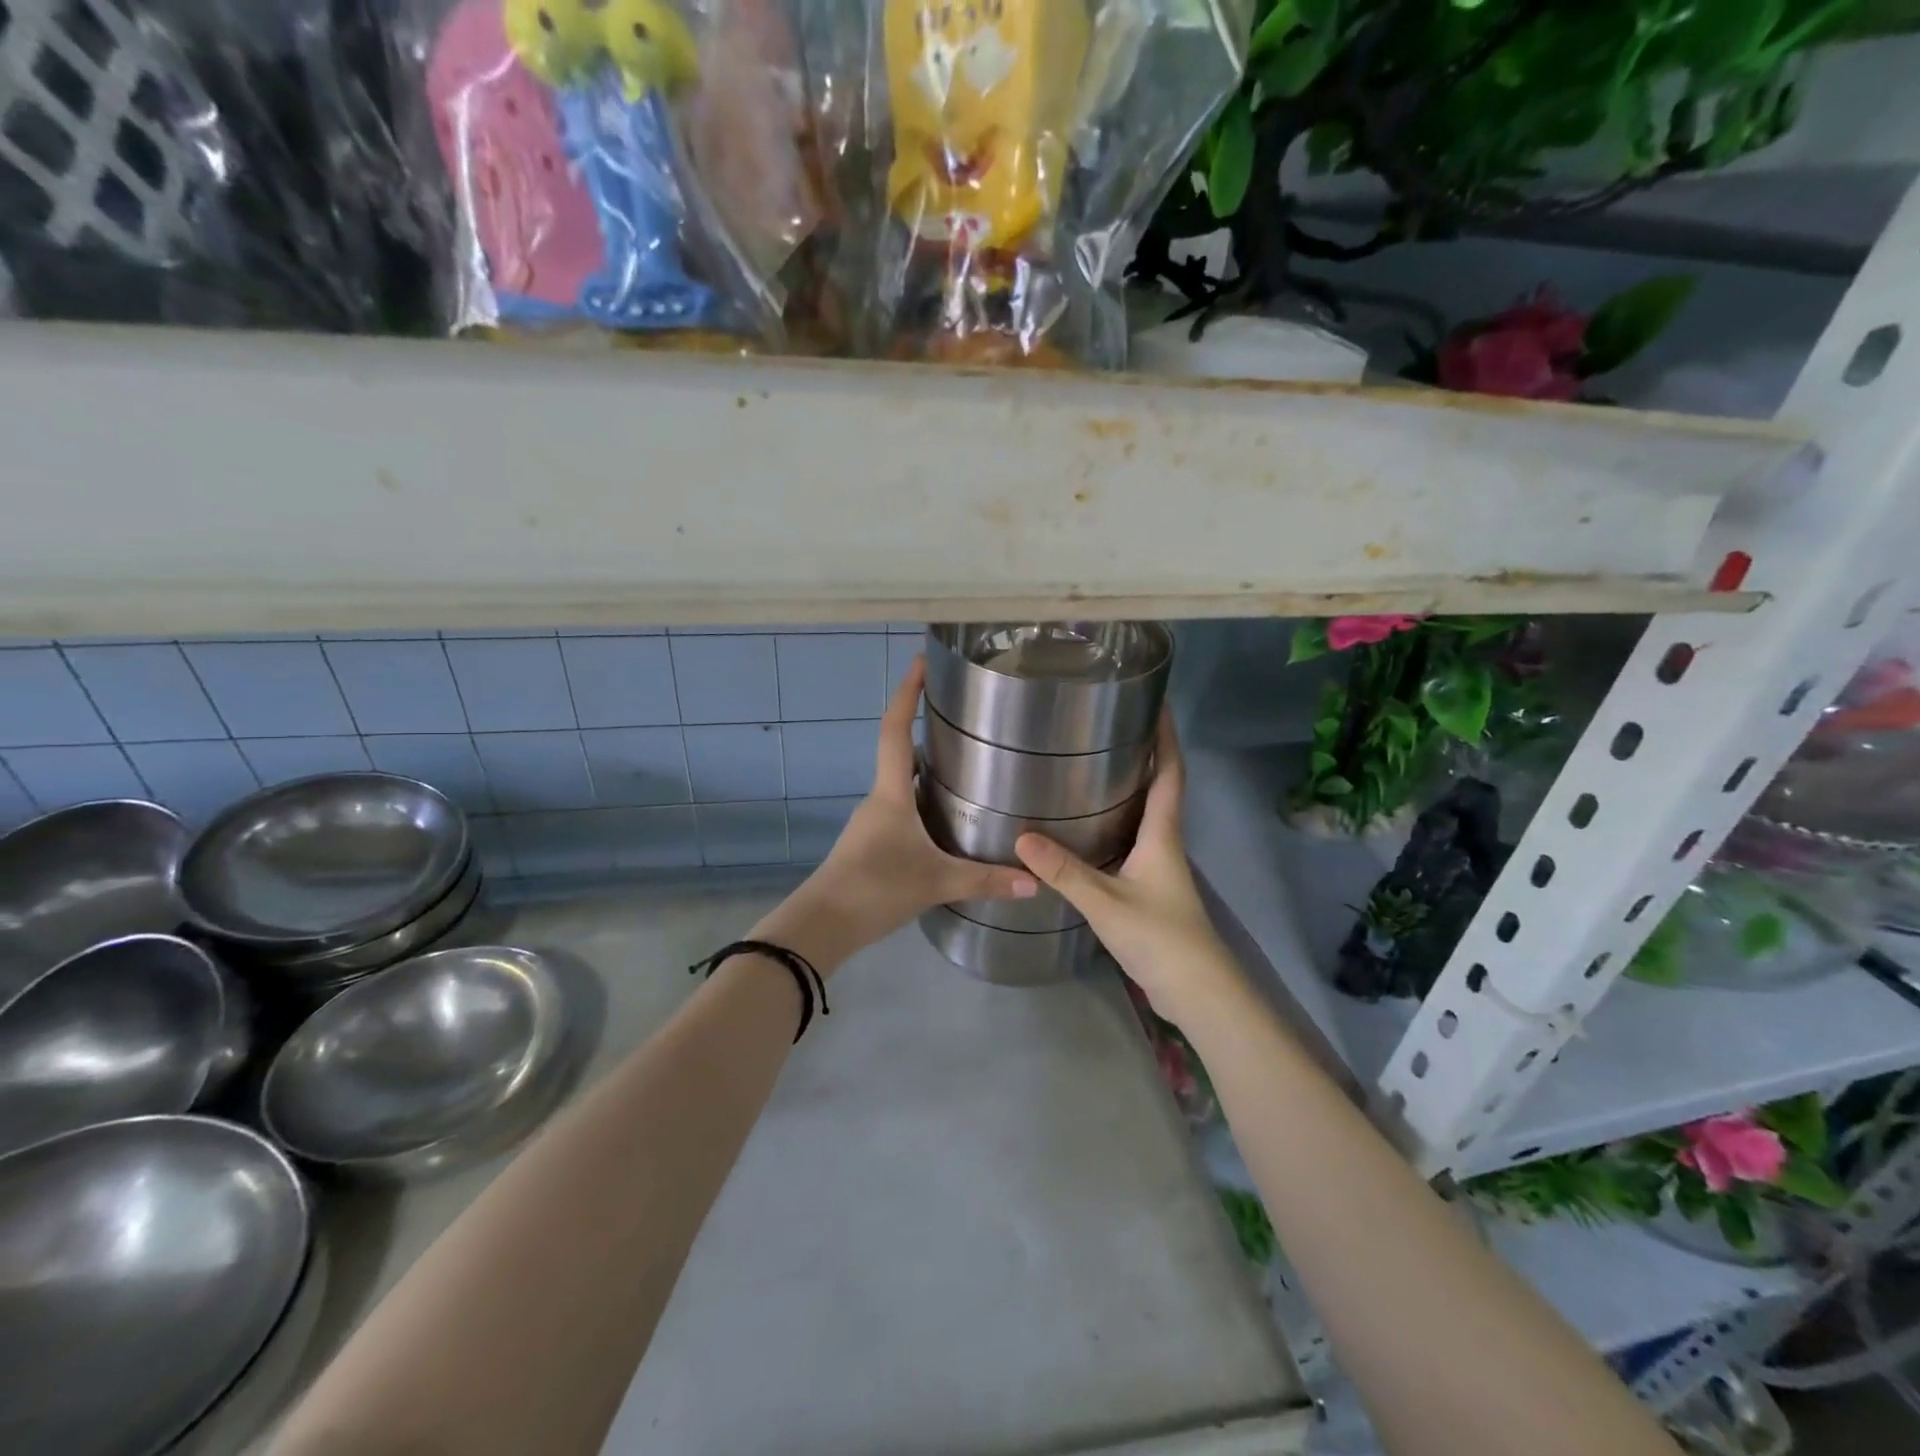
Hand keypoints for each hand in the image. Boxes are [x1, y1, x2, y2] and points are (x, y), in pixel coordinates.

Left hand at [758, 657, 1037, 971]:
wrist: (822, 925)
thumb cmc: (876, 888)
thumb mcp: (936, 882)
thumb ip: (985, 880)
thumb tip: (1035, 882)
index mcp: (890, 793)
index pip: (895, 730)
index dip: (907, 693)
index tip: (920, 662)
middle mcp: (878, 799)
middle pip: (897, 751)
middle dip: (921, 726)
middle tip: (960, 714)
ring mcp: (871, 821)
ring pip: (899, 782)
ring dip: (923, 765)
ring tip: (962, 761)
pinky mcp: (869, 843)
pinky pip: (899, 807)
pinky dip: (920, 797)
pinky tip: (944, 815)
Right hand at [1014, 713, 1242, 1026]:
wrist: (1196, 992)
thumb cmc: (1161, 938)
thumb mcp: (1107, 902)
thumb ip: (1065, 872)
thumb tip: (1021, 838)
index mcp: (1162, 835)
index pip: (1170, 774)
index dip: (1167, 738)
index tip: (1159, 704)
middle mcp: (1164, 844)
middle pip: (1159, 789)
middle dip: (1144, 755)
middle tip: (1109, 728)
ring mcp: (1157, 868)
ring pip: (1143, 817)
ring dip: (1127, 789)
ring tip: (1091, 767)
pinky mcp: (1147, 889)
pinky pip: (1129, 843)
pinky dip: (1113, 825)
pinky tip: (1085, 829)